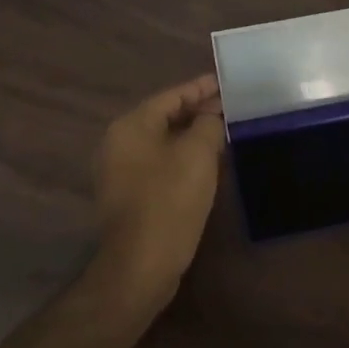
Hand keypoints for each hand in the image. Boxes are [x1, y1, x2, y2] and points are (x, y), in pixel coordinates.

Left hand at [94, 74, 226, 296]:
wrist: (141, 263)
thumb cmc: (170, 200)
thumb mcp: (197, 155)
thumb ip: (208, 125)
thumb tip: (212, 115)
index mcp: (130, 126)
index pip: (171, 96)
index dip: (201, 88)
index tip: (226, 84)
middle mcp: (118, 143)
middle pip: (164, 118)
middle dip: (197, 112)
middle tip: (230, 109)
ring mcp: (120, 172)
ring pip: (162, 143)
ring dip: (191, 137)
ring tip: (223, 133)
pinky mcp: (128, 196)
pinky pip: (159, 165)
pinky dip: (182, 159)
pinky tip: (206, 165)